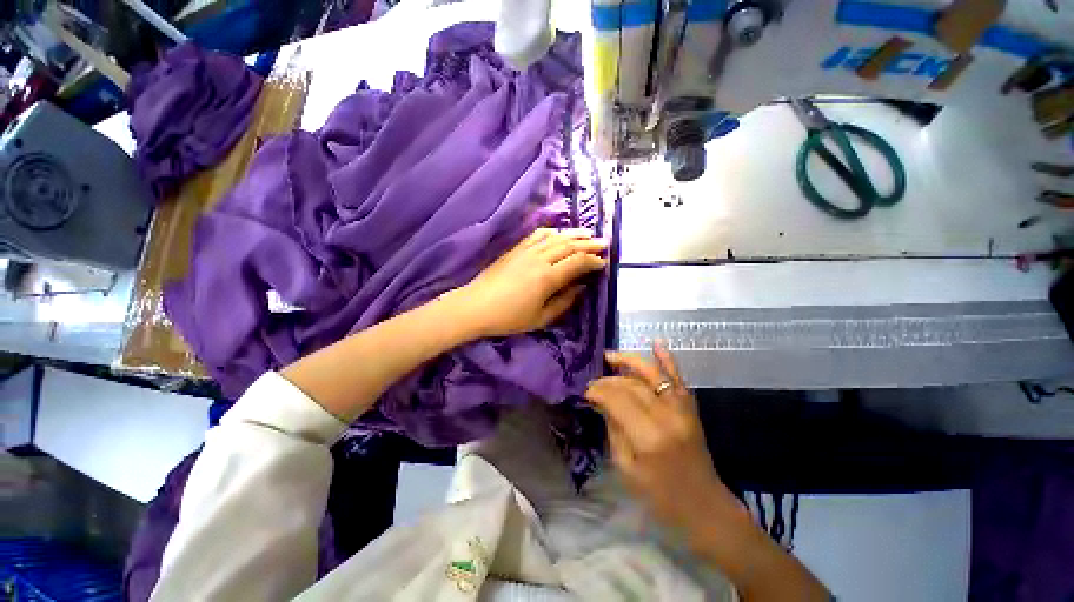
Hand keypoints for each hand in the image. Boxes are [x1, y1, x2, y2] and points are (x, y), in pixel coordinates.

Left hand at [452, 228, 606, 337]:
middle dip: (589, 244)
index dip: (593, 261)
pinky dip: (552, 232)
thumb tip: (581, 287)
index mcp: (547, 278)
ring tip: (588, 233)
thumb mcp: (541, 318)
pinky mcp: (516, 249)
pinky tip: (559, 233)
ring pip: (556, 237)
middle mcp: (539, 259)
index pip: (577, 262)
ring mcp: (526, 251)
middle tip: (604, 243)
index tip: (603, 263)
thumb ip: (564, 302)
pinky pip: (537, 235)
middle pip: (569, 246)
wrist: (476, 306)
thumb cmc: (509, 318)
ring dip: (574, 234)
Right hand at [585, 343, 742, 542]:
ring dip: (630, 361)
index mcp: (649, 436)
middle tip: (594, 382)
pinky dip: (667, 359)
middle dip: (609, 380)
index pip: (618, 399)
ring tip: (611, 356)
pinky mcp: (691, 408)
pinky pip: (678, 378)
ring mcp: (682, 409)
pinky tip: (657, 343)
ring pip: (653, 374)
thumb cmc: (659, 496)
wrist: (704, 506)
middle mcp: (667, 416)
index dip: (599, 391)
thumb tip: (600, 401)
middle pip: (632, 385)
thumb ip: (613, 428)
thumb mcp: (626, 467)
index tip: (587, 391)